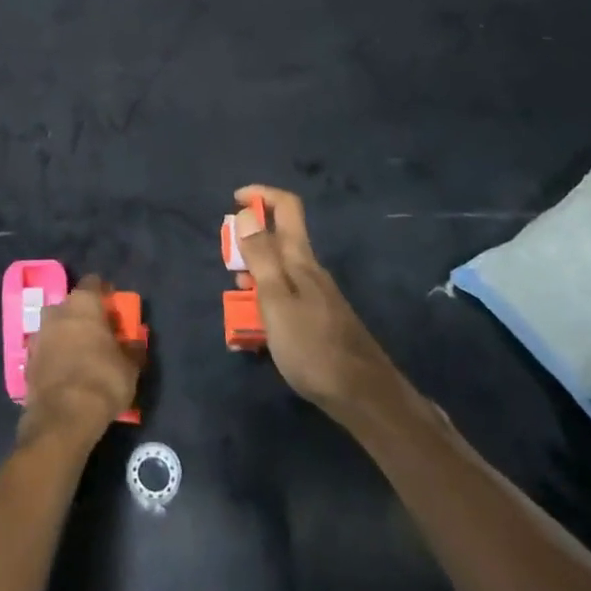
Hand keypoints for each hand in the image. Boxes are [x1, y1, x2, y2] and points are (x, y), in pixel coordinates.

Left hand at [18, 277, 143, 448]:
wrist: (63, 416)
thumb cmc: (103, 379)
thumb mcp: (130, 366)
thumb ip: (133, 348)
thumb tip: (136, 342)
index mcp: (83, 303)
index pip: (94, 283)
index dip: (105, 292)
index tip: (115, 307)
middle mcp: (57, 311)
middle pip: (72, 306)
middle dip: (84, 316)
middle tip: (100, 334)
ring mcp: (38, 335)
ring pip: (56, 327)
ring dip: (67, 336)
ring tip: (83, 355)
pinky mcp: (27, 361)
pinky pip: (47, 351)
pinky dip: (56, 357)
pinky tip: (67, 373)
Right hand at [233, 185, 397, 416]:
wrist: (362, 395)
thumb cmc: (311, 346)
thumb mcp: (275, 299)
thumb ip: (260, 256)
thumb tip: (246, 212)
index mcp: (300, 259)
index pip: (286, 207)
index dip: (261, 194)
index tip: (234, 201)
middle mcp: (310, 270)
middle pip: (279, 237)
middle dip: (249, 240)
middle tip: (228, 261)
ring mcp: (316, 295)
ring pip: (279, 269)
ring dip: (254, 272)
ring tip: (235, 295)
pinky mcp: (318, 318)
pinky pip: (285, 294)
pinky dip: (265, 297)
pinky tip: (256, 324)